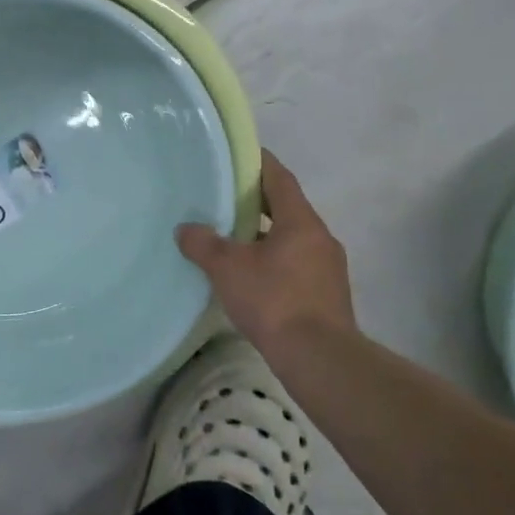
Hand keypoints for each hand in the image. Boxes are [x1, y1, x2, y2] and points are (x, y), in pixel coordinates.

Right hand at [177, 150, 358, 359]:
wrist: (319, 358)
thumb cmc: (274, 300)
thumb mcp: (228, 268)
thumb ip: (204, 244)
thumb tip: (185, 229)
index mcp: (300, 221)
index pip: (279, 178)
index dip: (259, 163)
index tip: (238, 156)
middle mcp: (320, 237)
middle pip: (287, 207)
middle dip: (257, 202)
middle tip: (225, 198)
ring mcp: (328, 267)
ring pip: (292, 238)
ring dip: (266, 234)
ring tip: (233, 239)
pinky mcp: (327, 294)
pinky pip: (297, 264)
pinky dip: (275, 261)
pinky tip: (252, 276)